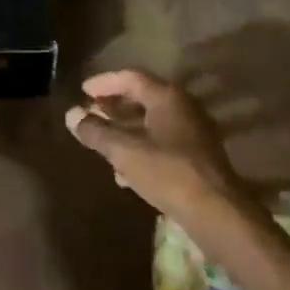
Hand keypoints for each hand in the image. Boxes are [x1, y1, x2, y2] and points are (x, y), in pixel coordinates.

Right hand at [64, 69, 256, 235]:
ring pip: (152, 122)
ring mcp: (194, 132)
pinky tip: (125, 173)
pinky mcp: (198, 156)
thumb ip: (96, 131)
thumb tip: (72, 115)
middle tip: (90, 115)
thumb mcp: (124, 151)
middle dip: (113, 107)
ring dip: (125, 130)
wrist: (217, 212)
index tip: (82, 91)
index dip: (104, 82)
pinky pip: (162, 142)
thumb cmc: (168, 173)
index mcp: (167, 97)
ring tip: (102, 143)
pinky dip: (141, 148)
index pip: (130, 77)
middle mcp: (184, 107)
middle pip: (142, 98)